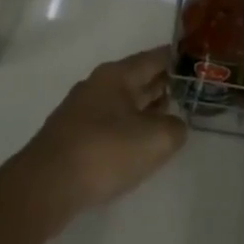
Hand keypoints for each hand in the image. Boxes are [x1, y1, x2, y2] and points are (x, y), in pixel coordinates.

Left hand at [18, 47, 186, 224]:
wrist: (46, 186)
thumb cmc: (104, 151)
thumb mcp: (155, 139)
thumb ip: (174, 127)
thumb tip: (173, 125)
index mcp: (117, 75)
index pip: (155, 58)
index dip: (178, 60)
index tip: (198, 62)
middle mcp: (98, 86)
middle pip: (139, 79)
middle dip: (164, 85)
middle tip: (192, 92)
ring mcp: (82, 112)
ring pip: (124, 103)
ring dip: (147, 109)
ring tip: (171, 118)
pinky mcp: (73, 138)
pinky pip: (110, 124)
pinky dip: (129, 129)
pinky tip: (139, 145)